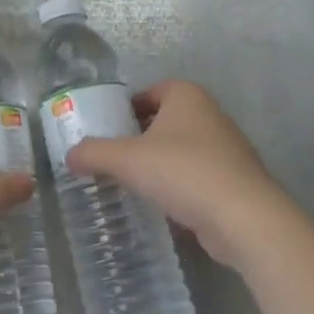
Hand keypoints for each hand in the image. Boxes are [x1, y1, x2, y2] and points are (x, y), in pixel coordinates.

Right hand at [66, 80, 288, 270]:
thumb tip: (69, 156)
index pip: (147, 93)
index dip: (123, 111)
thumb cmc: (184, 172)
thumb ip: (93, 153)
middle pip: (162, 121)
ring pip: (180, 150)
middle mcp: (209, 113)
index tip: (105, 133)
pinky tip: (162, 205)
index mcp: (186, 95)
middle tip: (112, 159)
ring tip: (132, 184)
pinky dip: (178, 186)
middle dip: (138, 139)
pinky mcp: (234, 180)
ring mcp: (226, 148)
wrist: (245, 219)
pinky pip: (196, 176)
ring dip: (158, 164)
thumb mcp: (127, 159)